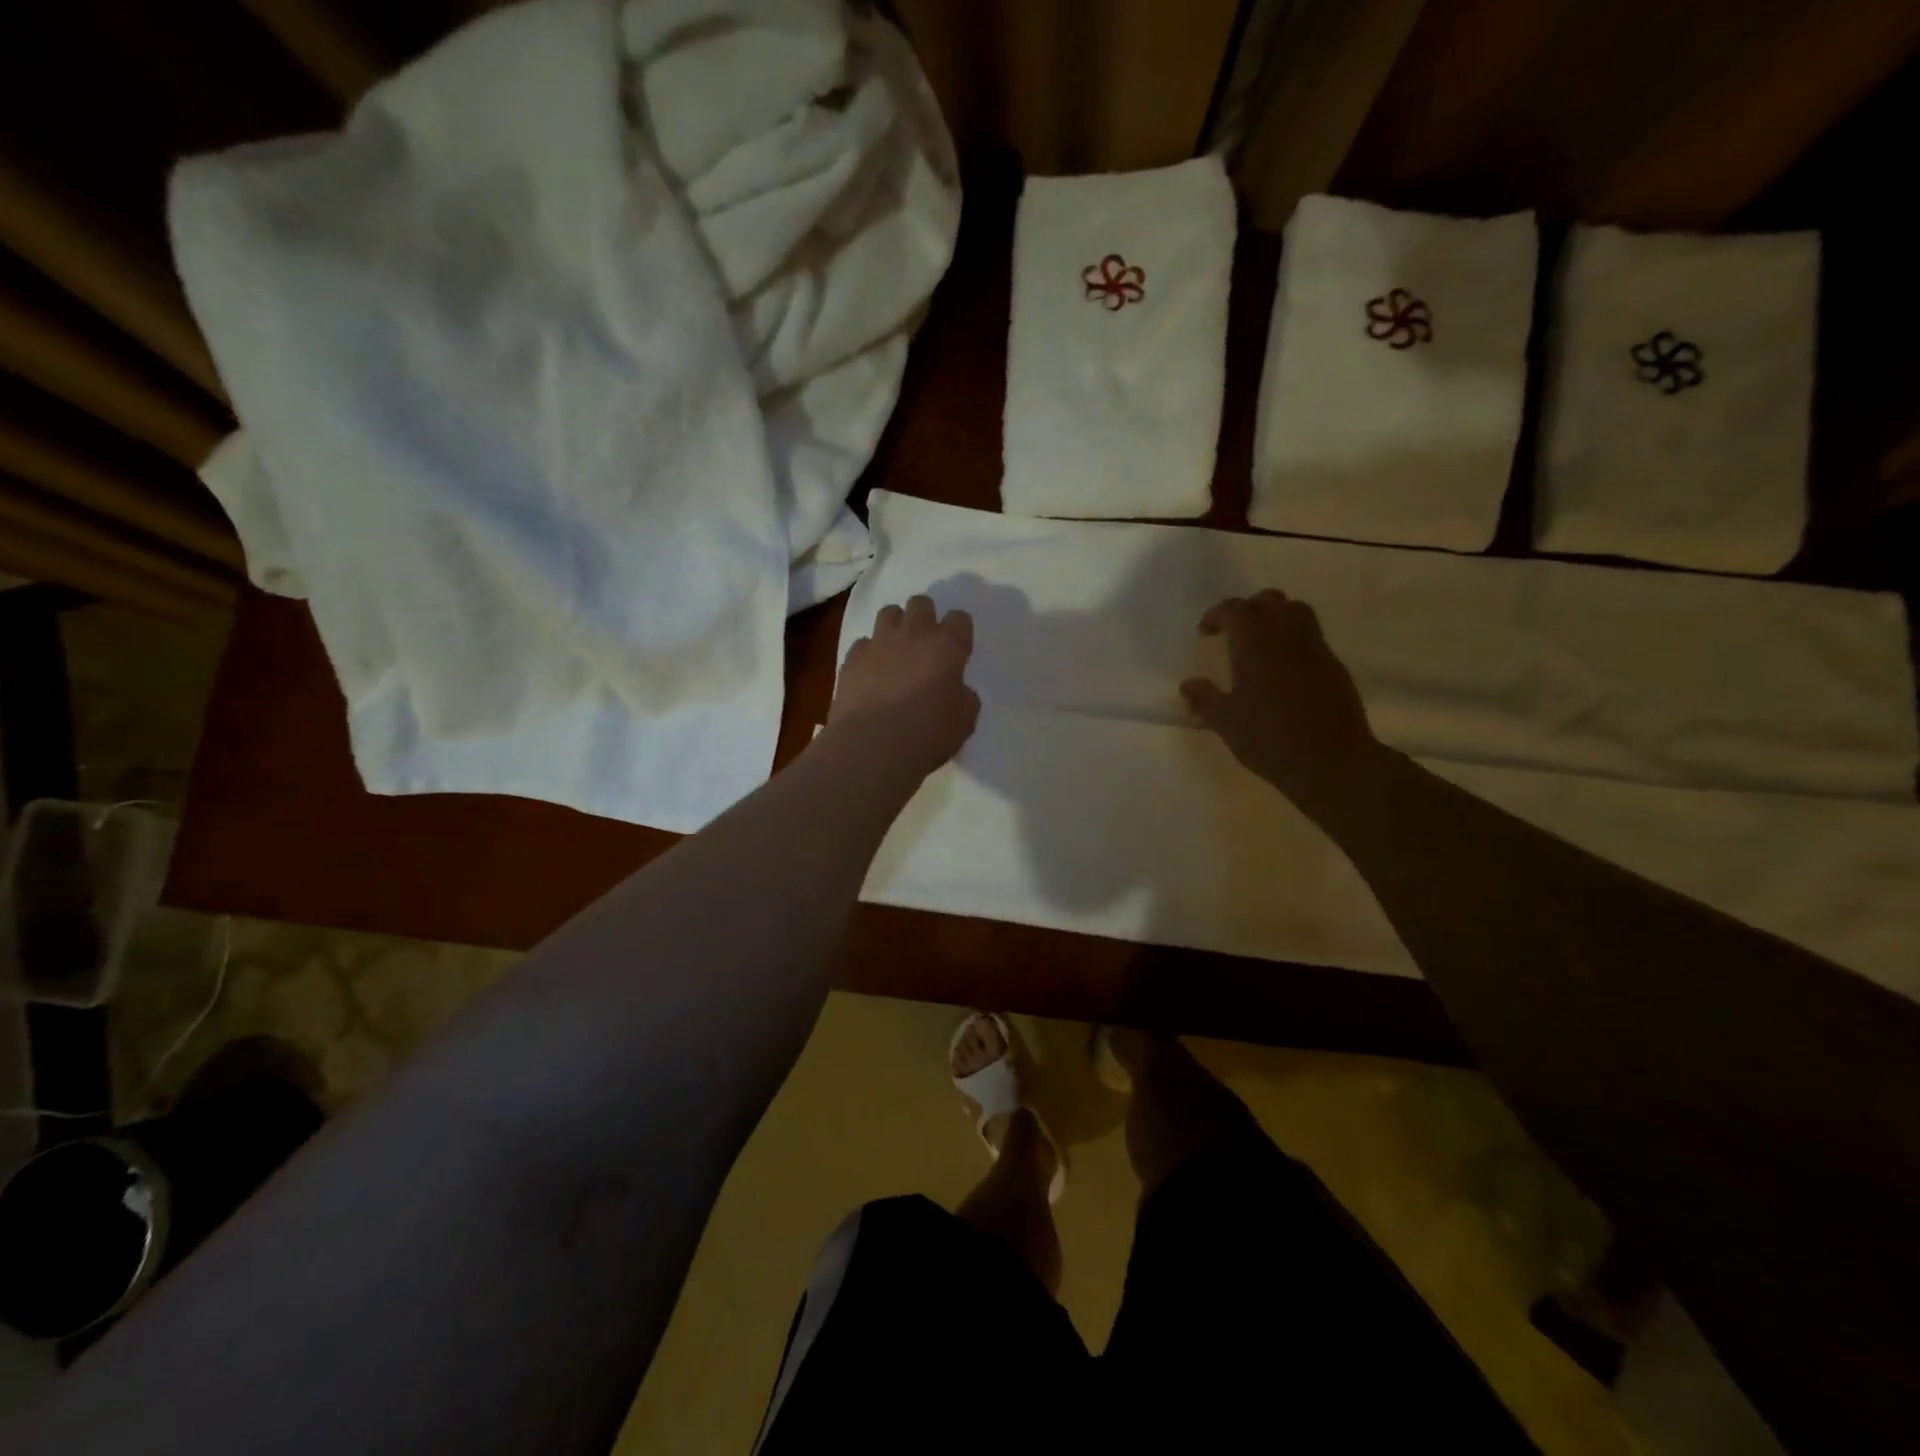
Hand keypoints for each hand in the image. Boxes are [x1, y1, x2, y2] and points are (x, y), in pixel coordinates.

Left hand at [830, 595, 979, 776]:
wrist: (871, 746)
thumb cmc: (927, 734)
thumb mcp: (964, 721)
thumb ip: (964, 697)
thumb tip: (956, 690)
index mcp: (946, 647)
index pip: (959, 618)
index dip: (959, 631)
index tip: (958, 650)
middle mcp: (913, 635)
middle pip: (921, 604)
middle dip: (925, 617)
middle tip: (926, 644)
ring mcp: (878, 643)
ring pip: (889, 613)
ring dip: (896, 627)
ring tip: (897, 651)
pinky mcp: (851, 658)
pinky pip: (863, 643)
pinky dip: (869, 653)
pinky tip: (871, 673)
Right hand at [1180, 589, 1382, 804]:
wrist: (1332, 761)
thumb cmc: (1269, 739)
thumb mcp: (1226, 722)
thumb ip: (1205, 698)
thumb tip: (1188, 684)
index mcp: (1255, 644)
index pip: (1235, 610)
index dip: (1216, 615)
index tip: (1205, 632)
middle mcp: (1287, 636)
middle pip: (1269, 602)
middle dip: (1248, 608)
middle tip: (1233, 631)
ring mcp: (1316, 648)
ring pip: (1296, 612)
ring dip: (1275, 616)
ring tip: (1260, 641)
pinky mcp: (1334, 665)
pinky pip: (1311, 636)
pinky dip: (1293, 638)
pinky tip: (1283, 667)